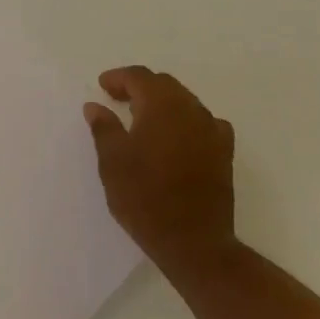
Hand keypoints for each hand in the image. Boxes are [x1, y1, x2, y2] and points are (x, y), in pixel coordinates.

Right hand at [84, 67, 236, 273]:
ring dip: (162, 104)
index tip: (101, 86)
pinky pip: (203, 123)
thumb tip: (95, 106)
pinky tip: (174, 138)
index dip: (118, 77)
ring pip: (185, 102)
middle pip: (165, 85)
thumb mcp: (112, 162)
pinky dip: (184, 122)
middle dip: (140, 87)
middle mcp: (192, 110)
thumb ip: (104, 128)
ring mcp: (213, 131)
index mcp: (162, 106)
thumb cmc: (144, 198)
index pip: (140, 77)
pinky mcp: (224, 153)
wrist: (193, 241)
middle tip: (117, 99)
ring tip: (141, 119)